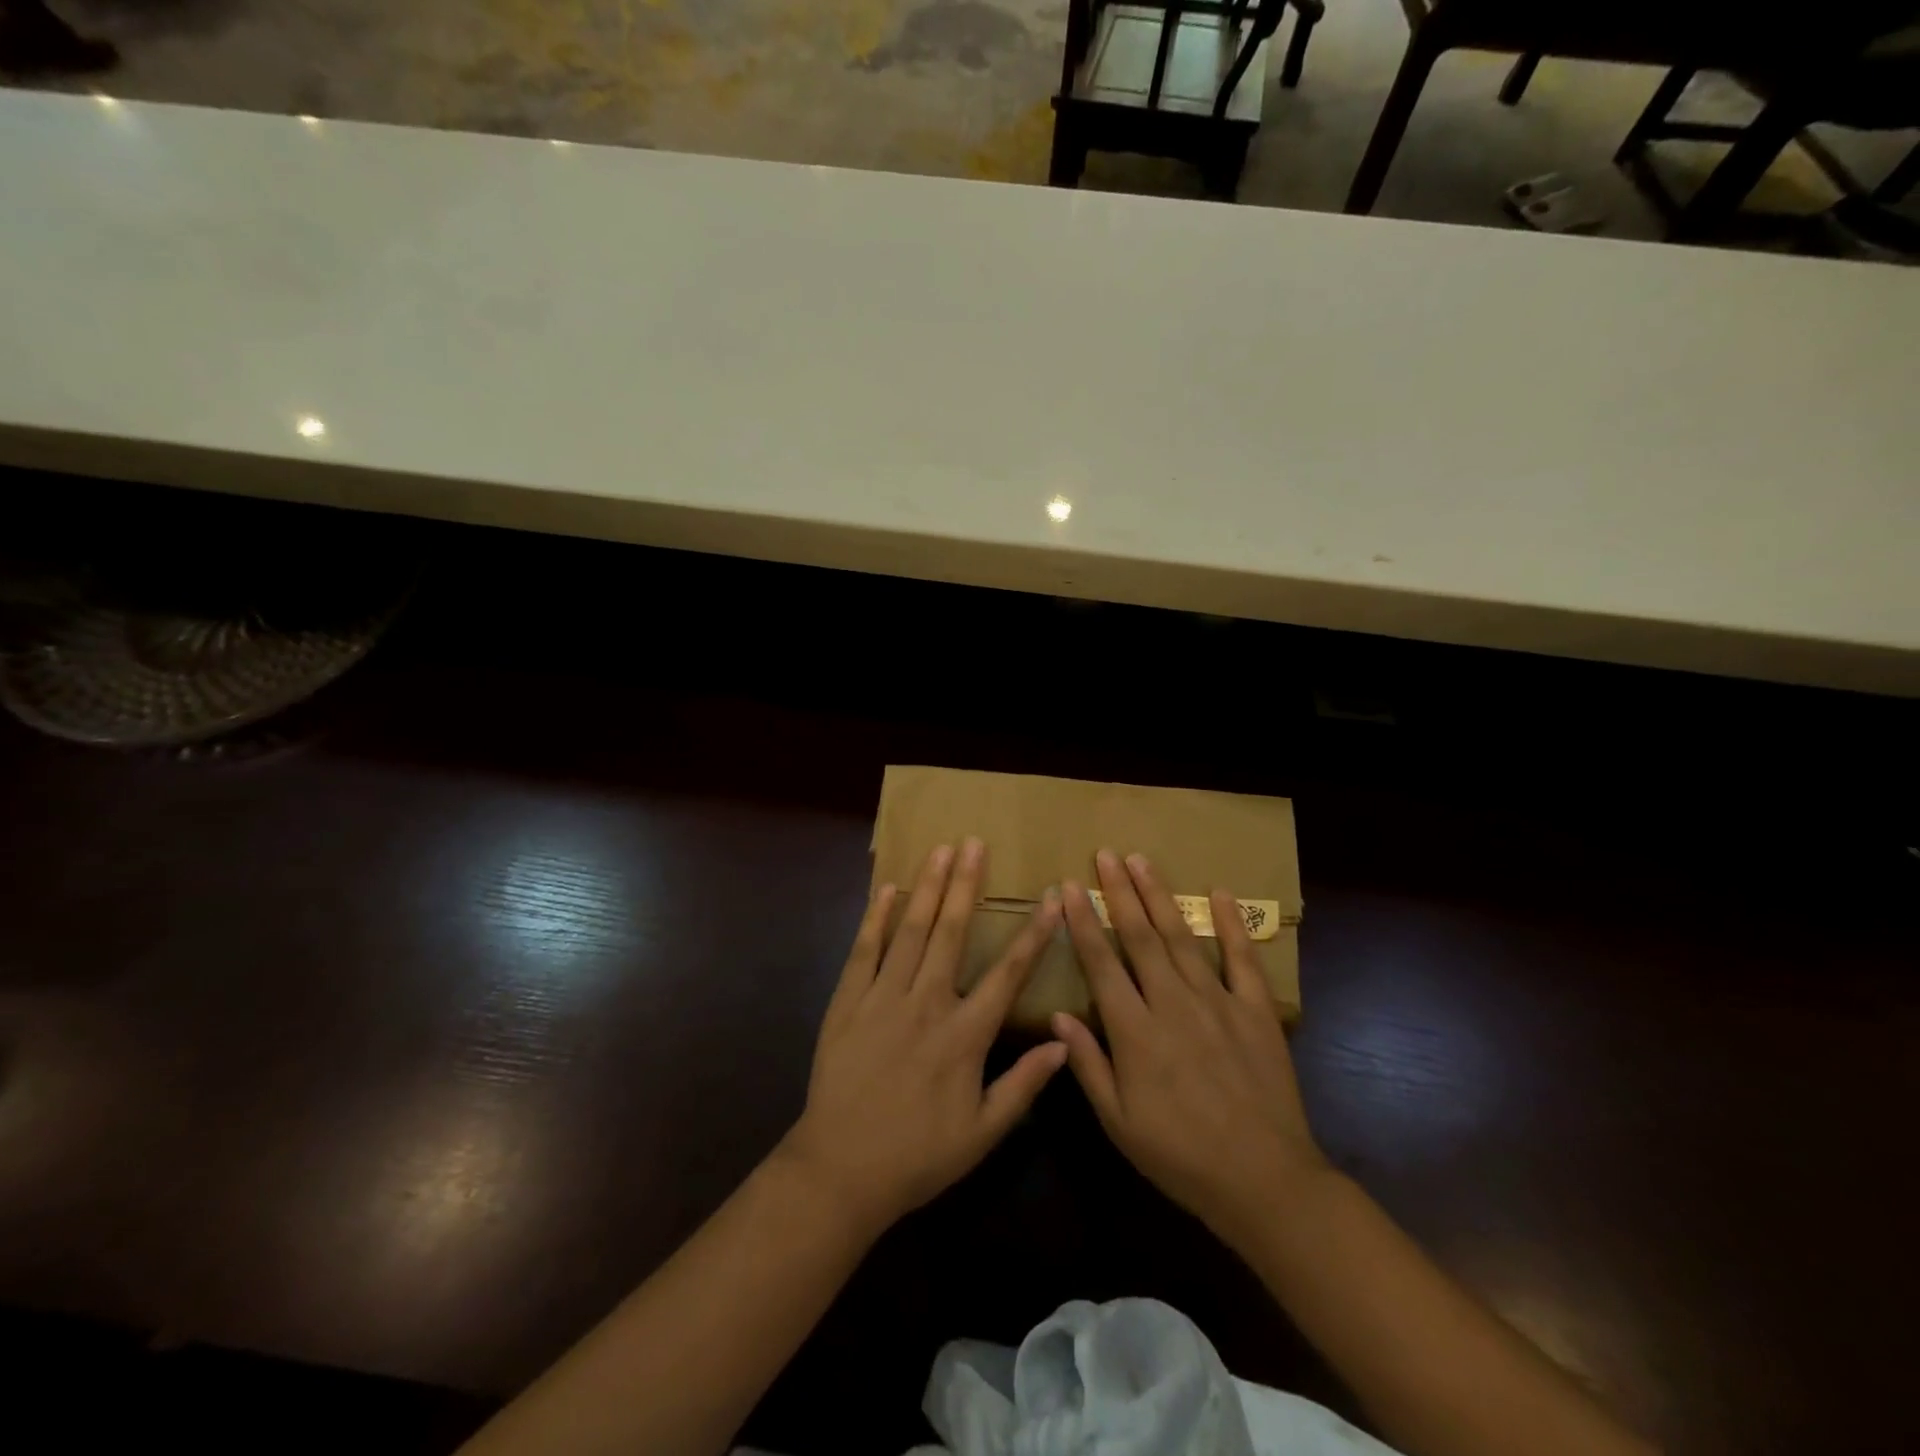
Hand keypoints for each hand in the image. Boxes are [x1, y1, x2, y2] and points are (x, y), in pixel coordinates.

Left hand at [778, 838, 1067, 1237]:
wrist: (840, 1170)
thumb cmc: (918, 1155)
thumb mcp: (982, 1133)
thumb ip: (1023, 1085)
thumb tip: (1063, 1042)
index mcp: (964, 1035)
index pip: (1008, 974)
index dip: (1033, 935)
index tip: (1051, 899)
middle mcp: (926, 1004)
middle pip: (951, 933)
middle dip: (967, 885)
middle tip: (975, 844)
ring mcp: (882, 999)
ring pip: (910, 931)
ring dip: (928, 888)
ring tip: (941, 851)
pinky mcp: (847, 1002)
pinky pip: (864, 951)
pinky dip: (875, 918)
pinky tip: (887, 889)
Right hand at [1052, 849, 1328, 1250]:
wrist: (1264, 1181)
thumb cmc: (1180, 1156)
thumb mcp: (1120, 1122)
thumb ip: (1088, 1065)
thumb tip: (1058, 1016)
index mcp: (1135, 1032)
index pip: (1101, 963)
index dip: (1083, 922)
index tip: (1069, 887)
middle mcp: (1173, 1004)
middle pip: (1140, 937)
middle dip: (1119, 892)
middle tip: (1105, 854)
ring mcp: (1218, 1002)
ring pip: (1182, 937)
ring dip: (1160, 896)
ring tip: (1141, 861)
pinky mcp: (1256, 1011)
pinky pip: (1242, 959)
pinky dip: (1231, 924)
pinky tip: (1220, 893)